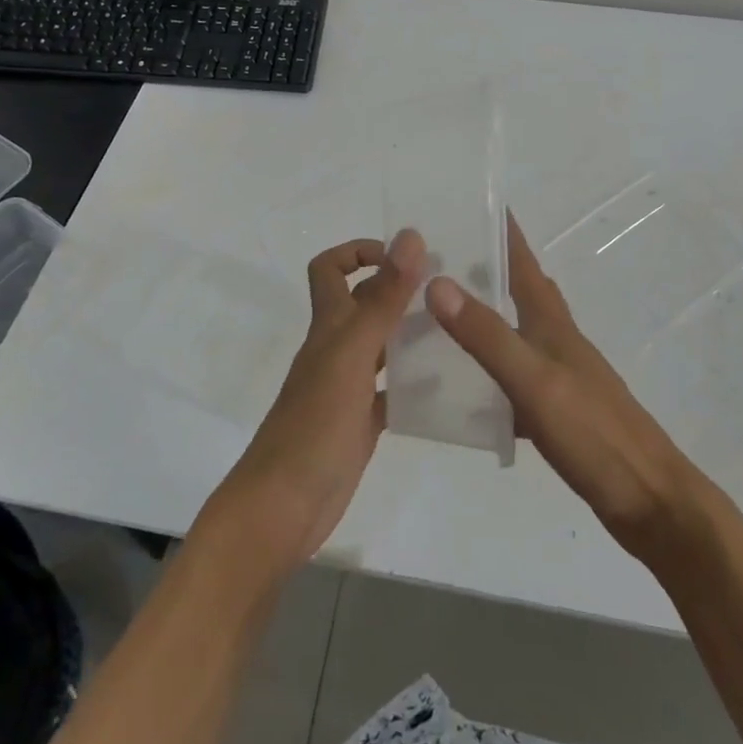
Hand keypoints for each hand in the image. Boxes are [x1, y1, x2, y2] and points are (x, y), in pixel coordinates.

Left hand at [203, 229, 425, 572]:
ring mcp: (348, 387)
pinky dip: (415, 383)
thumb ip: (384, 298)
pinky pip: (391, 392)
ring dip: (412, 333)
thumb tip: (410, 236)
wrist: (284, 507)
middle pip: (364, 304)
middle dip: (399, 289)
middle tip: (449, 289)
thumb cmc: (316, 424)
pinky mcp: (361, 423)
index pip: (330, 269)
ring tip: (458, 329)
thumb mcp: (354, 354)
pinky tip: (447, 385)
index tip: (404, 257)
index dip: (358, 252)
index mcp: (330, 326)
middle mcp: (337, 348)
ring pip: (382, 346)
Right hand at [426, 213, 704, 566]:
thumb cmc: (594, 433)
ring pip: (514, 333)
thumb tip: (437, 281)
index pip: (523, 260)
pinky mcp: (558, 411)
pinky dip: (487, 373)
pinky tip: (462, 388)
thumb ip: (487, 335)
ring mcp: (559, 375)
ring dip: (483, 318)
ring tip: (437, 315)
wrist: (650, 502)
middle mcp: (556, 339)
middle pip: (518, 290)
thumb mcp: (533, 381)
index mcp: (552, 322)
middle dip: (485, 267)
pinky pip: (512, 378)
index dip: (502, 229)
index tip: (471, 201)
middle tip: (437, 257)